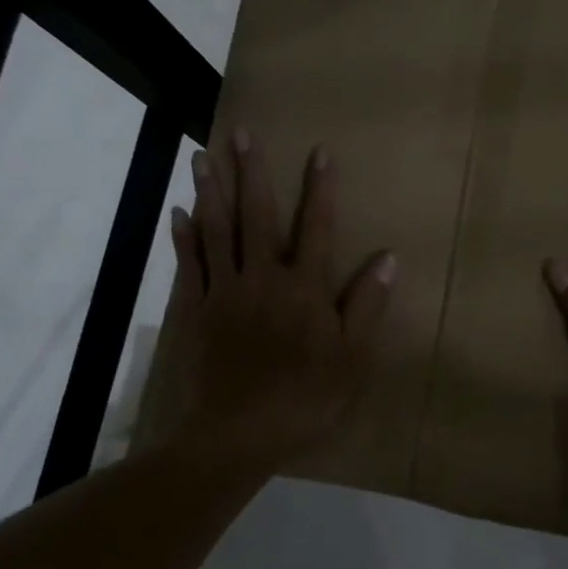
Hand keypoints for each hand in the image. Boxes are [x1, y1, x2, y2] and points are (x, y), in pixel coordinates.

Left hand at [157, 130, 394, 477]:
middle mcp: (263, 278)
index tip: (320, 151)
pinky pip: (189, 263)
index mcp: (305, 288)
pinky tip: (179, 211)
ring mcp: (225, 292)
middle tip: (241, 132)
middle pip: (257, 215)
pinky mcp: (196, 310)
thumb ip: (368, 306)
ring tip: (204, 155)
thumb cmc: (304, 399)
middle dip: (252, 171)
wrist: (236, 436)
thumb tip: (389, 257)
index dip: (321, 189)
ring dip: (211, 190)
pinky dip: (184, 235)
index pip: (318, 227)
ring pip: (216, 230)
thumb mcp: (352, 359)